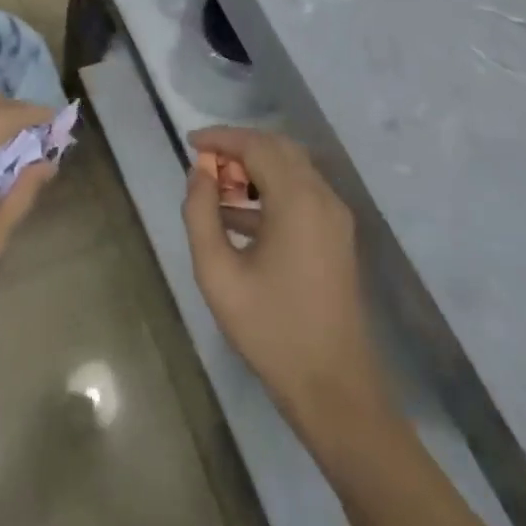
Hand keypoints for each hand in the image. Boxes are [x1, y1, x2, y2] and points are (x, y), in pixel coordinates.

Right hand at [182, 127, 389, 429]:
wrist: (334, 388)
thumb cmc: (271, 330)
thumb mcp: (219, 274)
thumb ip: (201, 215)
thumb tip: (199, 173)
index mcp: (298, 200)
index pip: (257, 146)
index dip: (221, 138)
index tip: (189, 142)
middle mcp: (322, 197)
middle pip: (278, 149)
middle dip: (238, 148)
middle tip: (203, 164)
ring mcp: (334, 216)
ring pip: (291, 169)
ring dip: (254, 168)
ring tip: (215, 189)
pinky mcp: (337, 236)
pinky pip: (301, 193)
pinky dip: (270, 190)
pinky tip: (238, 216)